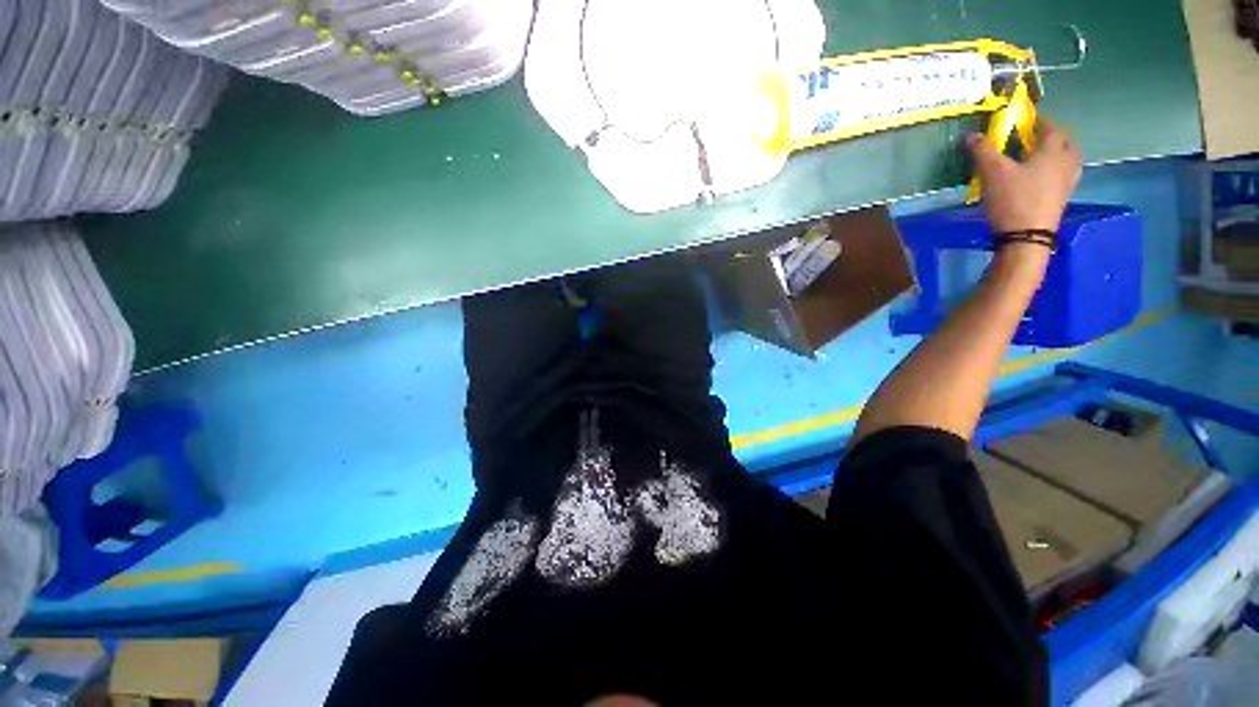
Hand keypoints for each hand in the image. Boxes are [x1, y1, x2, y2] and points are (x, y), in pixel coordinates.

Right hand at [967, 119, 1082, 232]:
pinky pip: (1063, 177)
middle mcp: (1066, 163)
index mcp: (1053, 151)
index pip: (1050, 127)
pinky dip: (1054, 172)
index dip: (1038, 122)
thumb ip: (983, 151)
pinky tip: (1041, 179)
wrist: (1027, 237)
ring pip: (1067, 160)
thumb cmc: (1013, 199)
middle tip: (1035, 140)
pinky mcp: (1062, 199)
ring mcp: (1067, 183)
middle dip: (1051, 138)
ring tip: (1040, 159)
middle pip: (1064, 143)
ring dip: (1056, 155)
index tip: (1025, 122)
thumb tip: (972, 135)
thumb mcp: (992, 173)